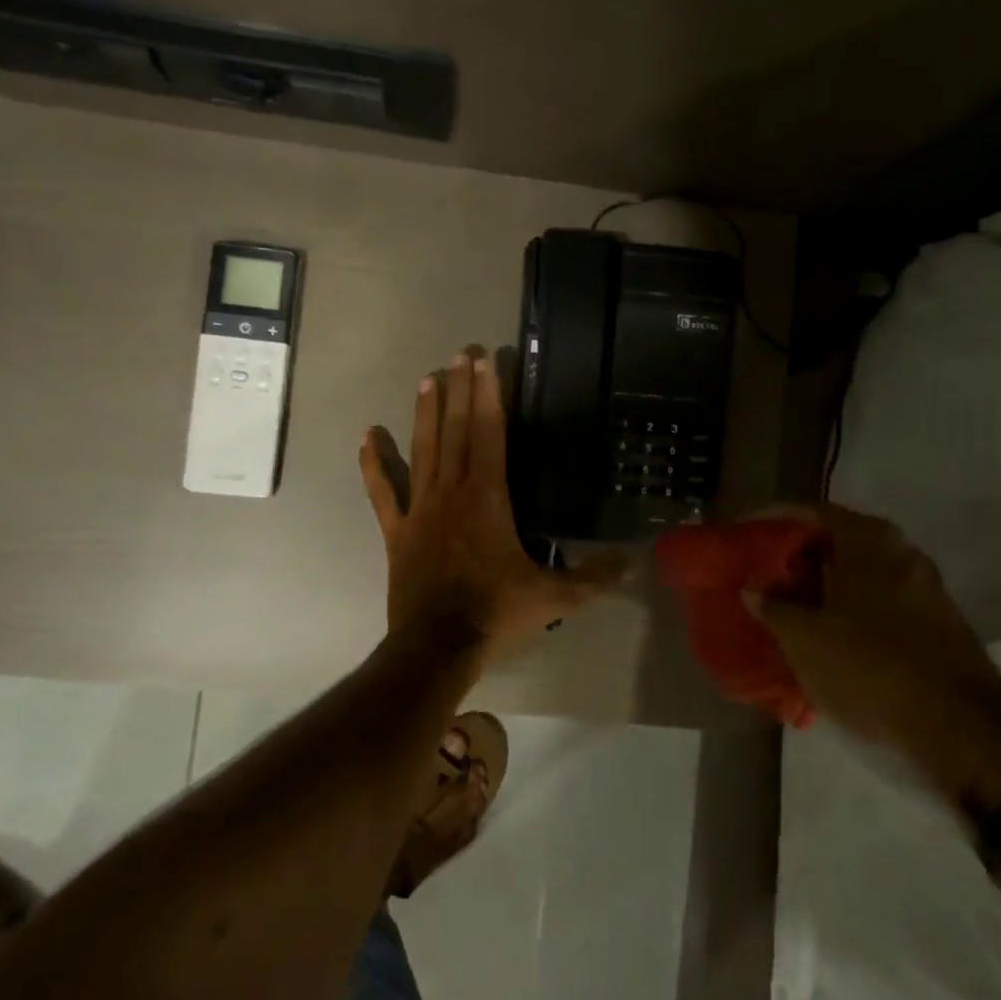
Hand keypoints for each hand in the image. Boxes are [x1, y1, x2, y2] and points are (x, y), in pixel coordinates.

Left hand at [360, 348, 624, 648]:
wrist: (436, 647)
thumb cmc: (495, 614)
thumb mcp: (554, 598)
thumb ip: (594, 578)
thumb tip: (632, 564)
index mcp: (487, 498)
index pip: (489, 434)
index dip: (488, 395)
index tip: (486, 361)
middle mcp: (451, 492)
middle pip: (455, 430)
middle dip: (460, 389)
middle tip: (461, 353)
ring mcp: (420, 509)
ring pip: (422, 450)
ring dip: (425, 413)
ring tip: (429, 378)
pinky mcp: (397, 531)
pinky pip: (383, 492)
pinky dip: (374, 464)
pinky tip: (368, 436)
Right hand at [752, 505, 1000, 804]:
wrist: (962, 732)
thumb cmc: (869, 669)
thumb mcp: (804, 640)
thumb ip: (773, 608)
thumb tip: (754, 590)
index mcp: (869, 543)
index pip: (812, 512)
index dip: (774, 519)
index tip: (746, 533)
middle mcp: (902, 554)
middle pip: (839, 541)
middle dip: (798, 556)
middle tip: (763, 573)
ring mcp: (925, 590)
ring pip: (861, 575)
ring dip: (824, 586)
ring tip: (787, 607)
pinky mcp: (937, 625)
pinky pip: (880, 603)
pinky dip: (849, 610)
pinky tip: (825, 636)